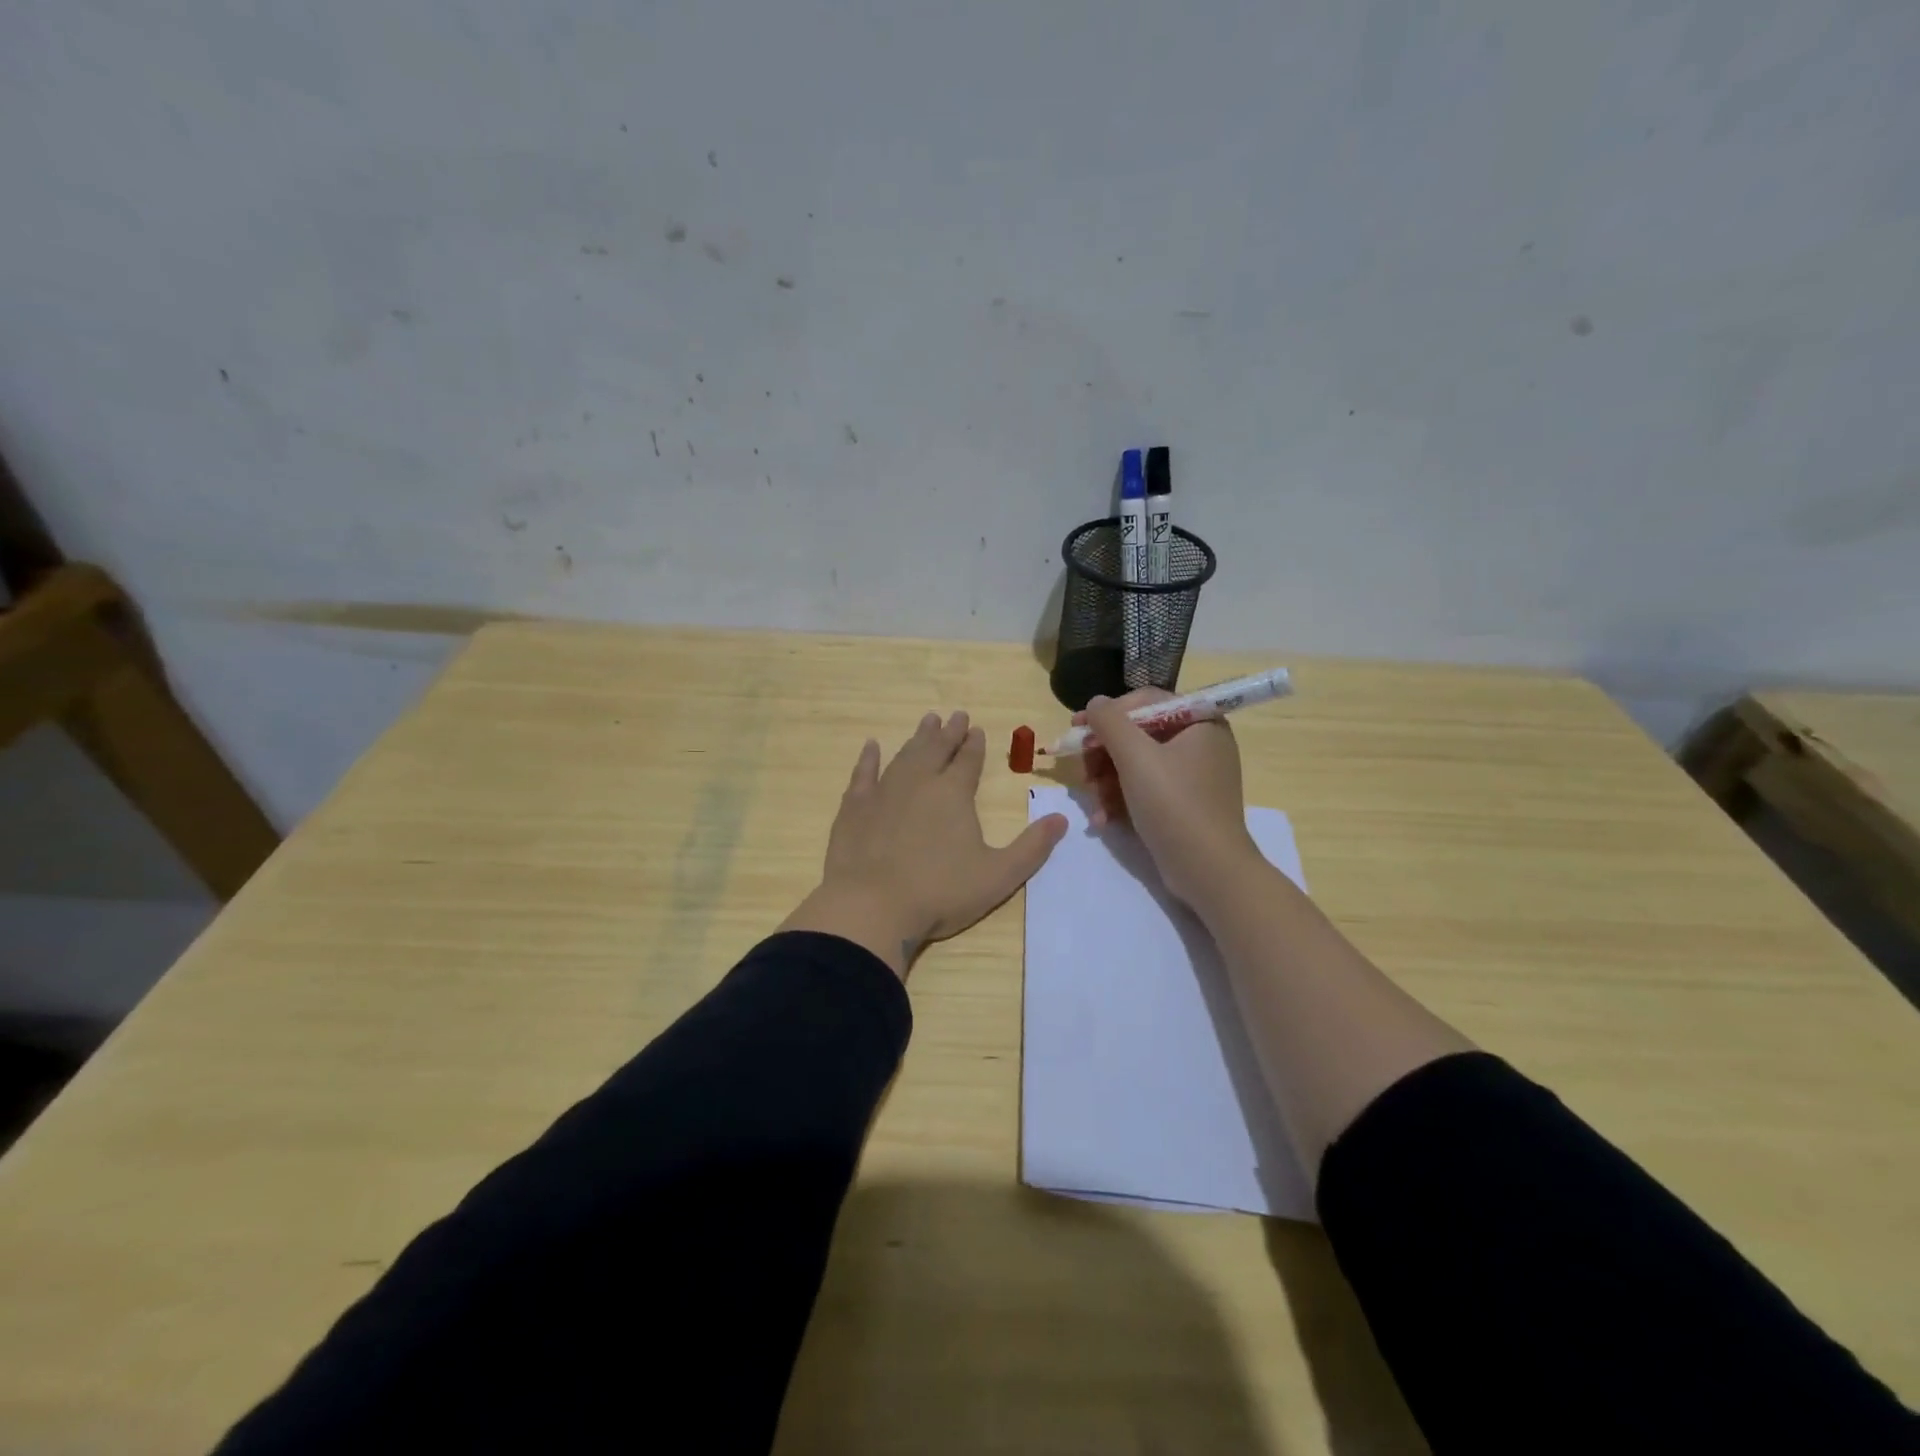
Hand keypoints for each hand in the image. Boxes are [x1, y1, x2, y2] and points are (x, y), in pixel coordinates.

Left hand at [781, 711, 1068, 976]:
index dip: (974, 745)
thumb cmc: (940, 893)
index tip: (976, 729)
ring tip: (927, 722)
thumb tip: (1061, 819)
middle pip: (936, 749)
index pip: (968, 761)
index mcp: (954, 794)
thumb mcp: (999, 876)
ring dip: (917, 738)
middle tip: (956, 715)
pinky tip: (871, 747)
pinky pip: (863, 774)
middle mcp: (919, 783)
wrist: (872, 906)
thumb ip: (1032, 848)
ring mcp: (883, 792)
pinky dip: (868, 759)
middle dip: (948, 732)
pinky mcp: (854, 808)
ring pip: (904, 756)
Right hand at [1081, 689, 1261, 908]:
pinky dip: (1122, 800)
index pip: (1145, 702)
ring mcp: (1193, 775)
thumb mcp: (1135, 757)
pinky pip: (1145, 788)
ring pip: (1136, 764)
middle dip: (1104, 756)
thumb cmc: (1174, 804)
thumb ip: (1109, 722)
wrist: (1208, 870)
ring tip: (1095, 806)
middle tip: (1084, 775)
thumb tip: (1095, 703)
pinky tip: (1105, 819)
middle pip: (1137, 735)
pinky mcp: (1183, 803)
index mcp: (1199, 721)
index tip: (1076, 728)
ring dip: (1107, 783)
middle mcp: (1200, 742)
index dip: (1107, 713)